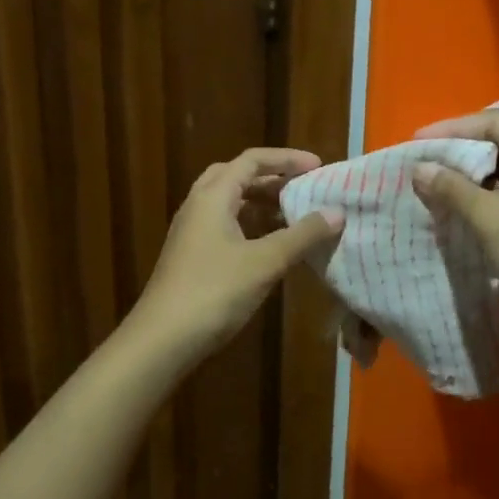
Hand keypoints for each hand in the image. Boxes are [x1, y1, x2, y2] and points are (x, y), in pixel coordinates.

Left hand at [131, 148, 344, 364]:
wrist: (162, 339)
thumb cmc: (214, 291)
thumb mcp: (265, 262)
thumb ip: (302, 235)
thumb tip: (337, 212)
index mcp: (213, 196)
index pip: (252, 160)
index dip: (286, 159)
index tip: (318, 167)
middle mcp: (198, 206)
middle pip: (237, 176)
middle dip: (272, 178)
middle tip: (303, 188)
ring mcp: (191, 232)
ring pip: (229, 202)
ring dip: (261, 203)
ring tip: (294, 214)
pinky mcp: (191, 256)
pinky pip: (225, 225)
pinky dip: (250, 225)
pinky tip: (270, 246)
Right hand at [410, 112, 498, 328]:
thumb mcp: (490, 217)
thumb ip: (452, 188)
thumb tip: (420, 168)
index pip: (494, 122)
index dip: (452, 128)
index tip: (417, 142)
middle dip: (463, 149)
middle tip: (427, 160)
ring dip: (475, 174)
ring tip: (440, 182)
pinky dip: (490, 194)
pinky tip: (467, 207)